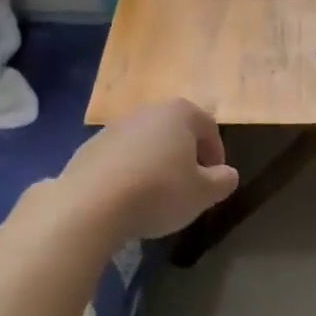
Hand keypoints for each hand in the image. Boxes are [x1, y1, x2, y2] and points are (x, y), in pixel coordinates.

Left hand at [59, 99, 239, 239]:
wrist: (91, 204)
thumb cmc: (159, 192)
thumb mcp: (203, 193)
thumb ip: (223, 181)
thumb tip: (227, 174)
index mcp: (179, 114)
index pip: (208, 128)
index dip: (216, 155)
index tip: (214, 182)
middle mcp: (146, 112)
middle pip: (175, 132)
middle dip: (185, 158)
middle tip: (188, 188)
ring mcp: (114, 127)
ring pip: (146, 144)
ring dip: (156, 165)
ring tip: (156, 197)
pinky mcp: (89, 148)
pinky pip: (120, 158)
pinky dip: (129, 173)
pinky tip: (128, 199)